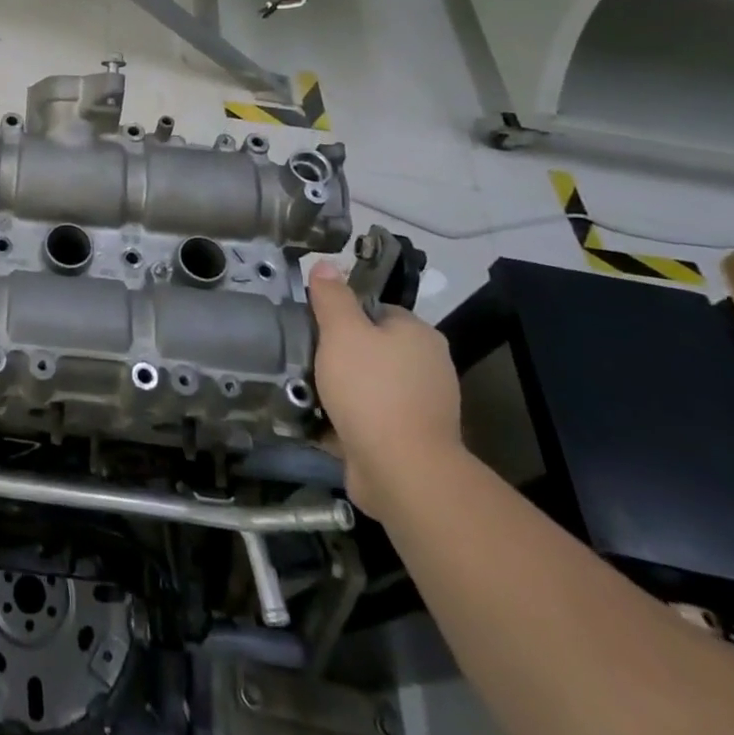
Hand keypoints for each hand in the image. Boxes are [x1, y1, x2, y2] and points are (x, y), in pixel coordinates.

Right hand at [308, 260, 463, 519]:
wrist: (401, 470)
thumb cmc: (371, 389)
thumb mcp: (342, 331)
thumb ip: (332, 296)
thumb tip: (326, 265)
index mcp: (419, 335)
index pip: (376, 310)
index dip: (343, 314)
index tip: (314, 326)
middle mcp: (429, 367)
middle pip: (372, 348)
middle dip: (339, 354)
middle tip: (305, 356)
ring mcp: (423, 407)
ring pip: (369, 384)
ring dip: (341, 388)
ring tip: (306, 388)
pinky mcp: (410, 440)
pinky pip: (370, 418)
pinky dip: (348, 418)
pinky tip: (319, 419)